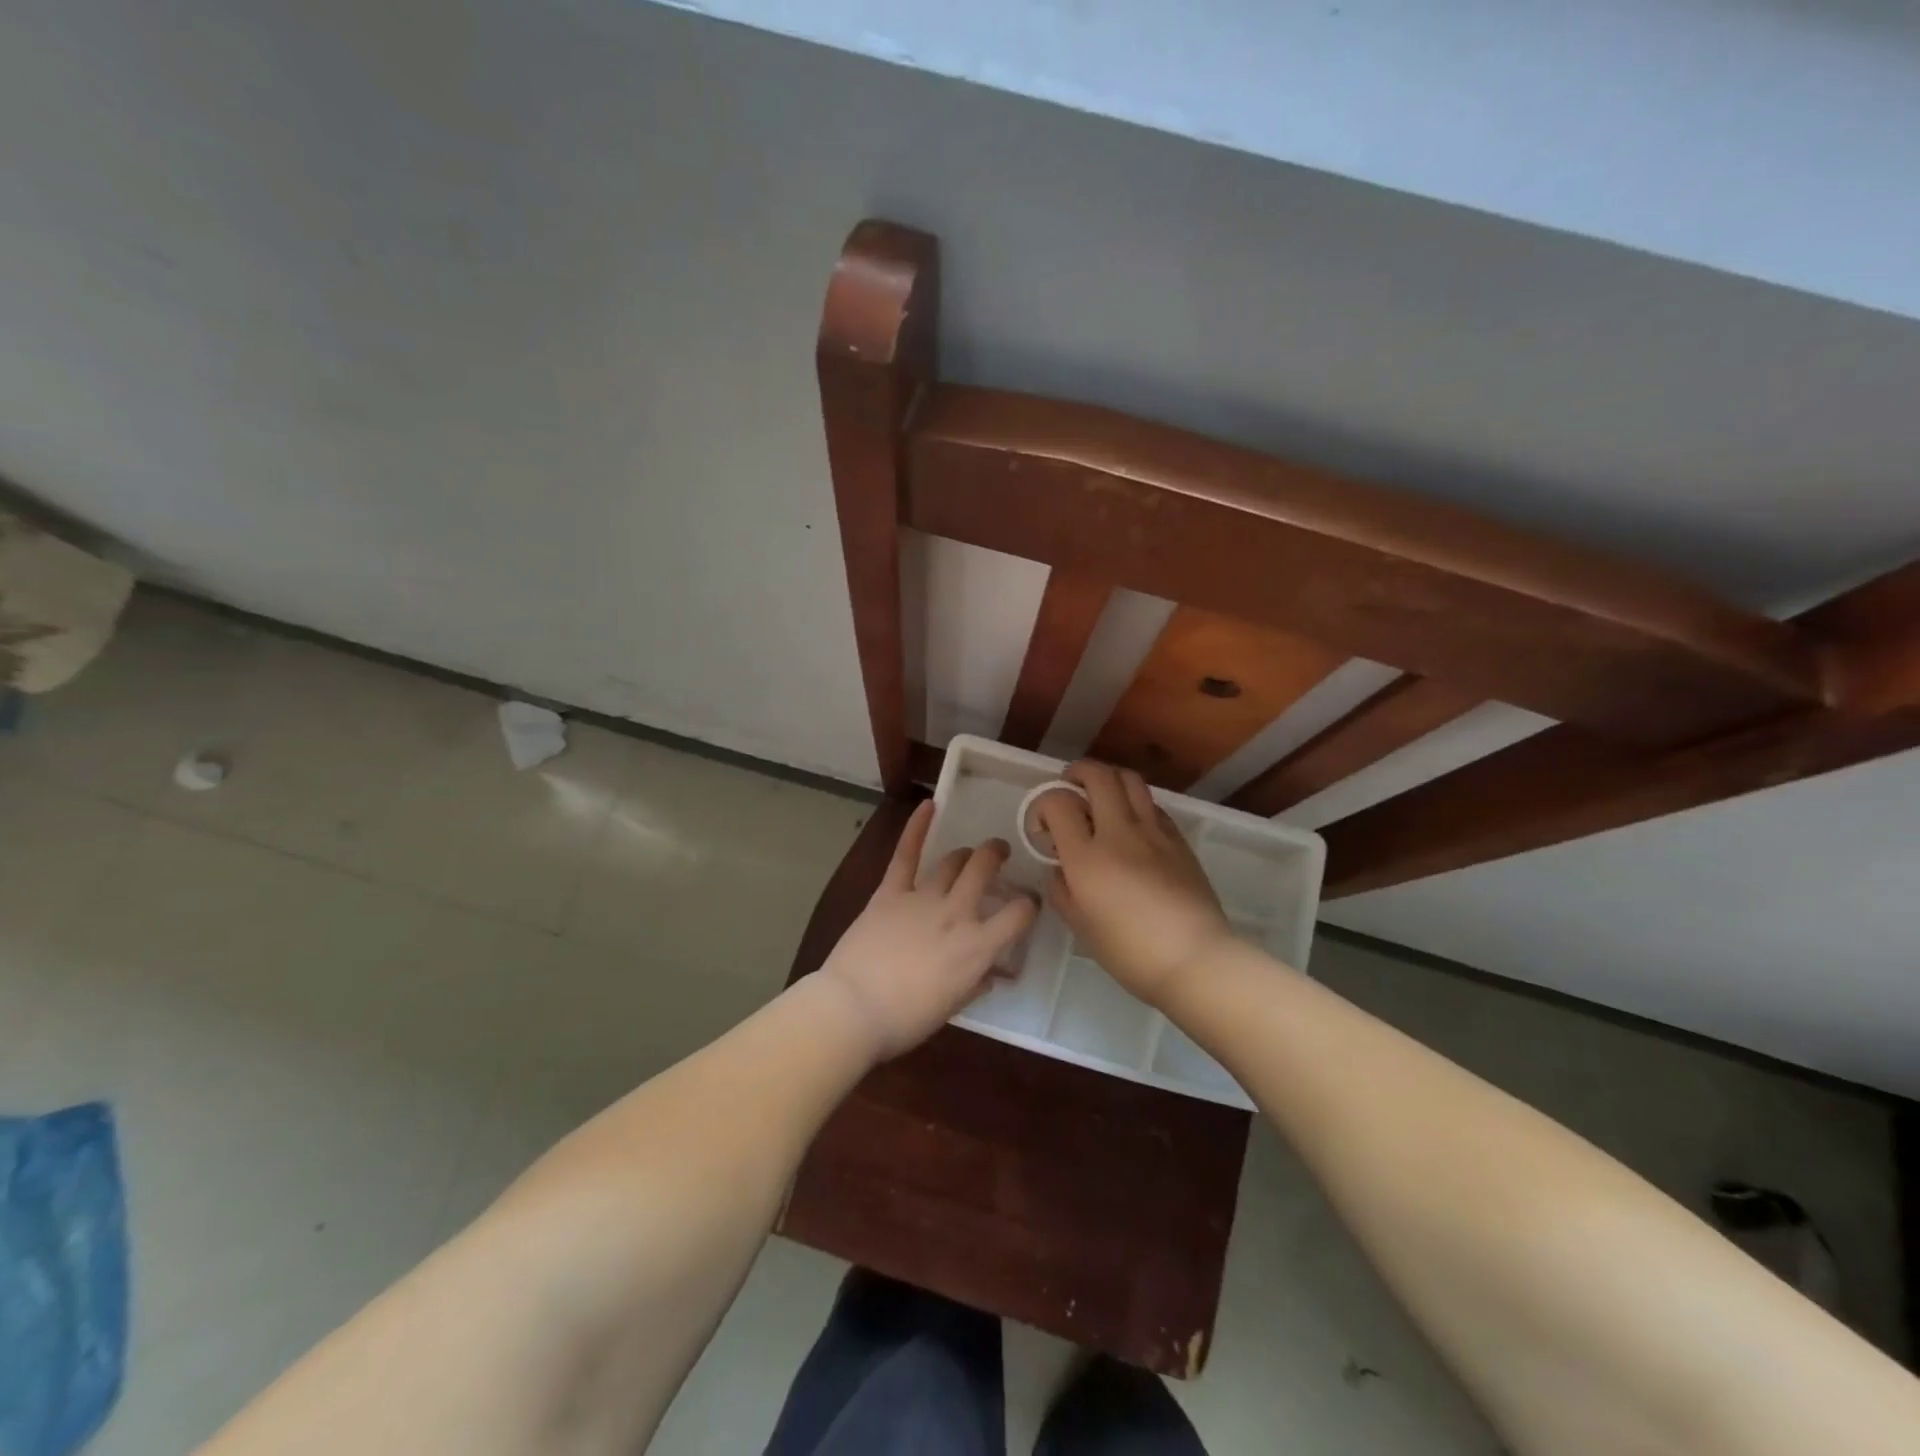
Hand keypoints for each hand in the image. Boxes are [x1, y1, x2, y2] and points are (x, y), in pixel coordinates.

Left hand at [818, 801, 1037, 1060]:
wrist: (854, 1008)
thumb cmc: (906, 1019)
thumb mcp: (953, 1006)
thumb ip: (976, 982)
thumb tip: (991, 971)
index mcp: (978, 947)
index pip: (1019, 914)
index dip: (1028, 905)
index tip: (1026, 903)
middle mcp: (957, 913)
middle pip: (985, 869)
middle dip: (996, 855)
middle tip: (998, 854)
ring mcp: (923, 898)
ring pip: (953, 860)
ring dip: (966, 853)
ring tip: (970, 852)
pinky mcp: (891, 892)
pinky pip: (907, 854)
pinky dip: (917, 827)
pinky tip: (928, 805)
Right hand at [1035, 761, 1235, 1009]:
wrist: (1195, 959)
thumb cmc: (1130, 952)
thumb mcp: (1080, 927)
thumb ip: (1061, 890)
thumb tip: (1060, 867)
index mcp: (1087, 857)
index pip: (1058, 803)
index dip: (1043, 805)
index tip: (1043, 827)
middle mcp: (1119, 832)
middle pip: (1097, 776)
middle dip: (1076, 773)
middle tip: (1068, 786)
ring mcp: (1153, 831)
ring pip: (1129, 779)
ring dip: (1108, 778)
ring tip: (1100, 794)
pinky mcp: (1178, 839)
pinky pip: (1152, 804)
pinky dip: (1134, 801)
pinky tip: (1131, 822)